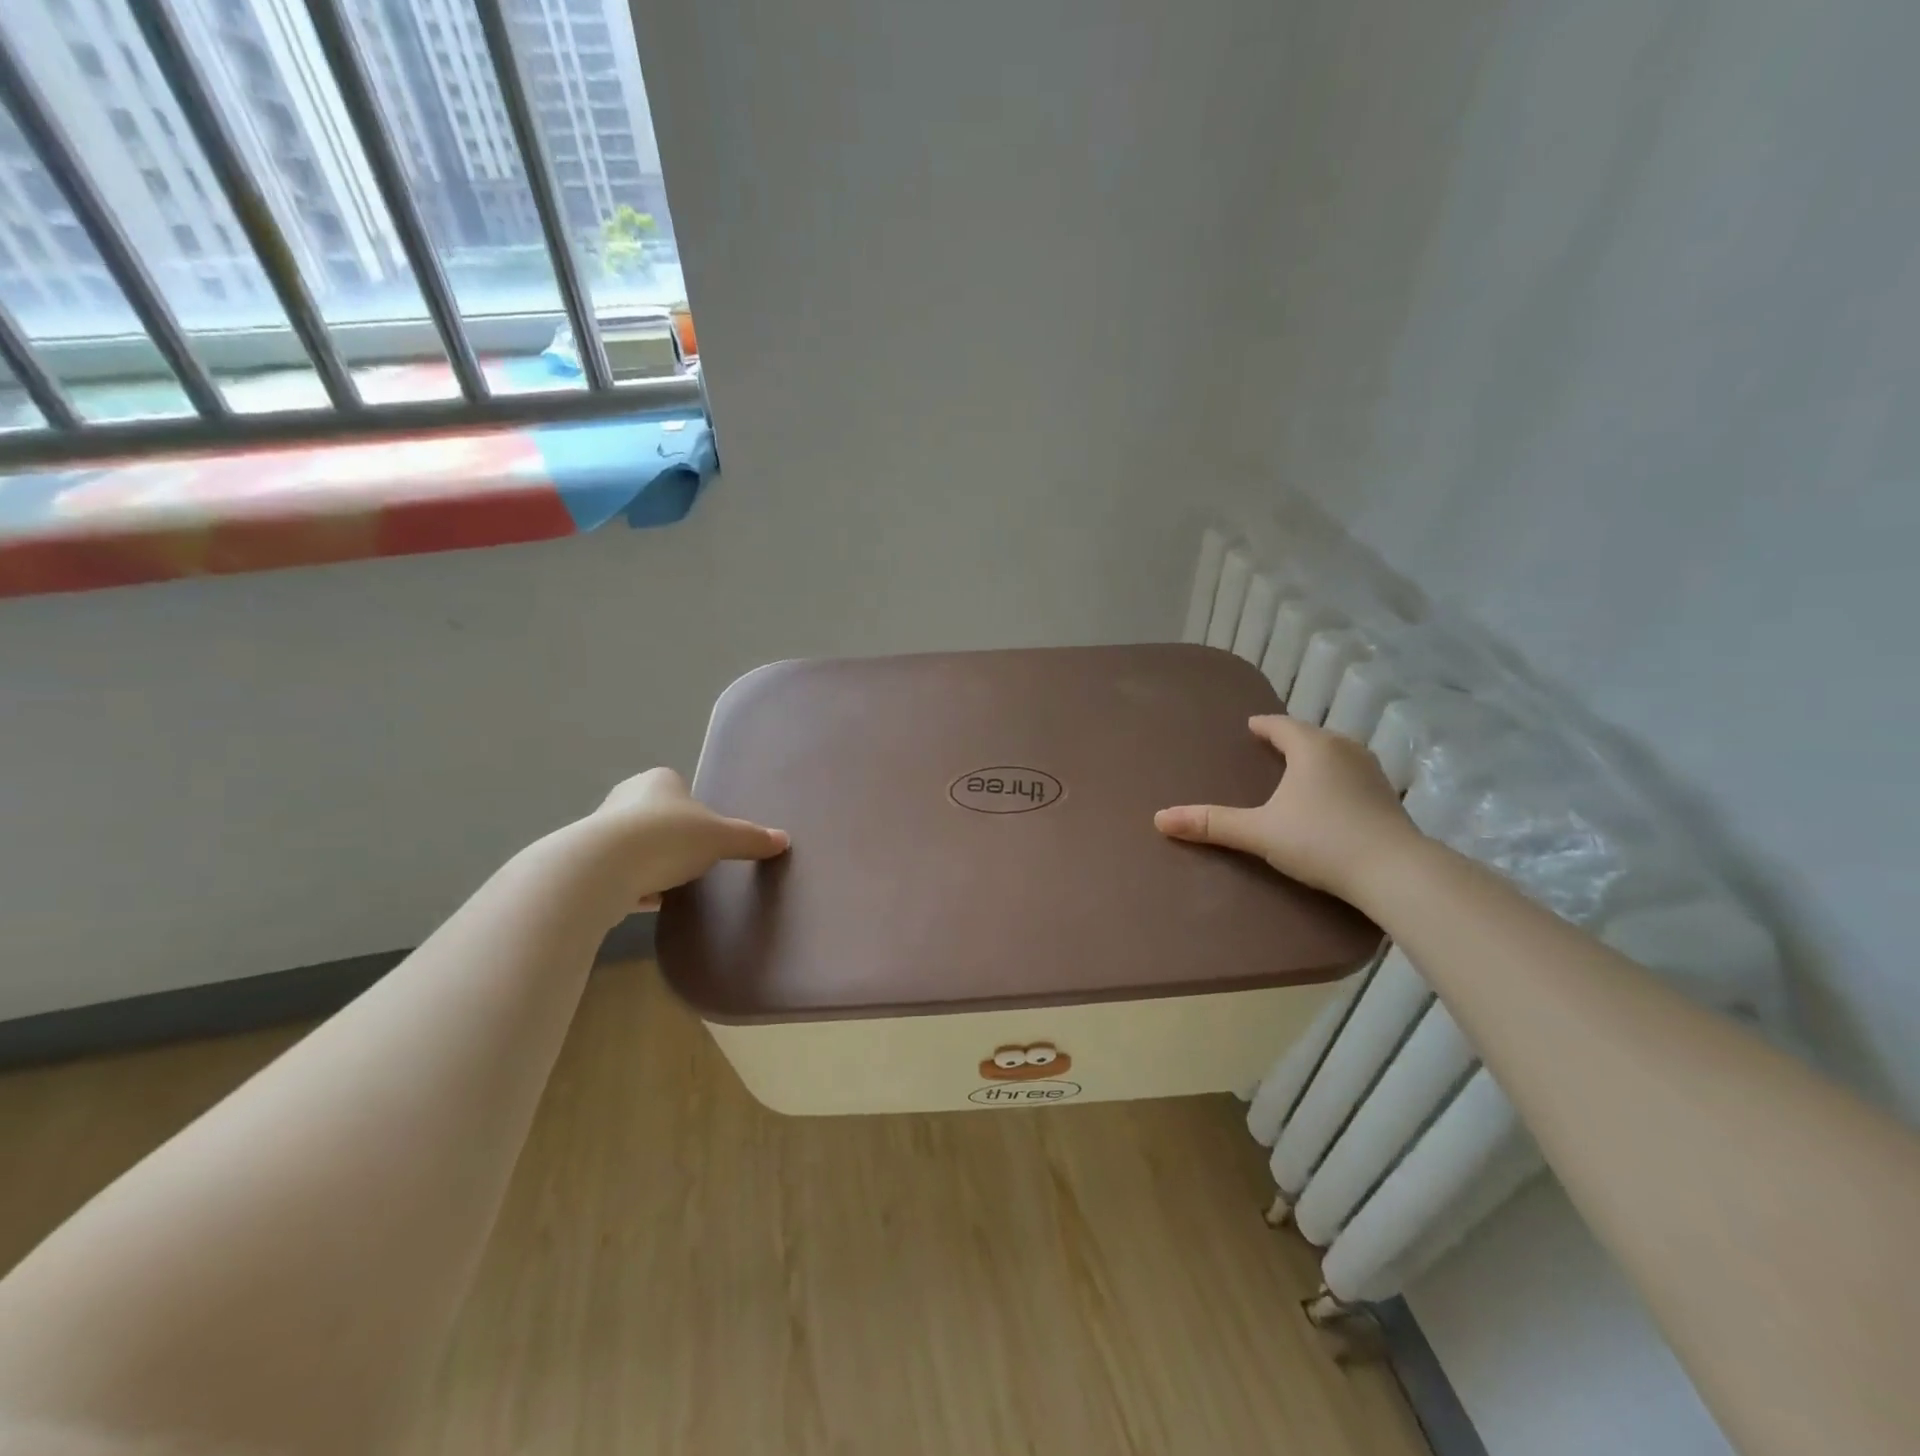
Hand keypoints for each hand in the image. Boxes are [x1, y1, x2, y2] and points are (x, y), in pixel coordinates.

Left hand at [582, 767, 787, 908]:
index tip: (705, 835)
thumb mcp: (721, 838)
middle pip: (656, 817)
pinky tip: (646, 902)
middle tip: (692, 860)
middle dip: (671, 838)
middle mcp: (625, 797)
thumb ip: (750, 838)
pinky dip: (631, 885)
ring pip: (634, 845)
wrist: (604, 868)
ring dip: (650, 863)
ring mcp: (600, 829)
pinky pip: (617, 872)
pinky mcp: (585, 862)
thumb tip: (783, 840)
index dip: (694, 812)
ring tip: (671, 885)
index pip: (680, 788)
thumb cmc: (669, 838)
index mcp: (658, 781)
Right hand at [1154, 715, 1419, 905]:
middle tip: (1271, 747)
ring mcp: (1373, 774)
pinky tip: (1332, 799)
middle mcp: (1346, 750)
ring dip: (1318, 758)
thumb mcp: (1259, 832)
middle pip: (1313, 736)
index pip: (1282, 726)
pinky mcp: (1389, 800)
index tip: (1250, 726)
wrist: (1394, 873)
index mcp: (1313, 748)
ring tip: (1300, 770)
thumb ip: (1211, 824)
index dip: (1263, 726)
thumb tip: (1159, 818)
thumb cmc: (1320, 840)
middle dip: (1291, 740)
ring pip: (1338, 754)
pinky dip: (1338, 780)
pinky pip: (1355, 777)